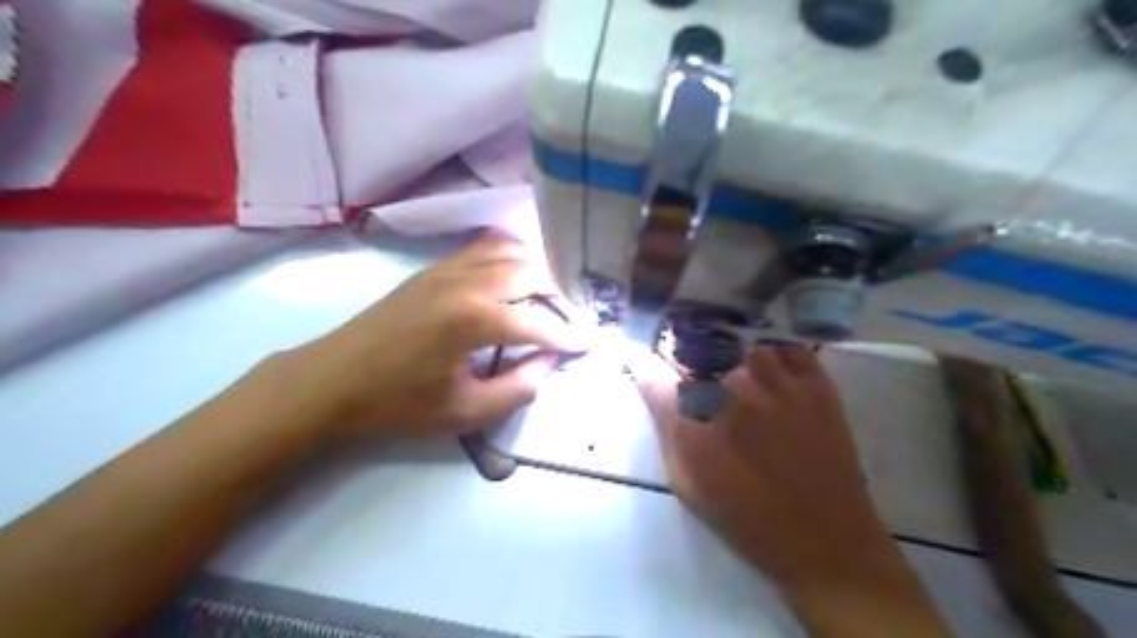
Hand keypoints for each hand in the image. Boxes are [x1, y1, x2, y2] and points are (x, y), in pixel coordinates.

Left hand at [278, 233, 591, 440]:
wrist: (334, 379)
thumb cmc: (399, 402)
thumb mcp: (465, 412)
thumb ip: (518, 388)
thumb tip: (547, 362)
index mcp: (473, 321)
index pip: (538, 322)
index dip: (567, 335)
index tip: (588, 344)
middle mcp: (466, 283)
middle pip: (530, 272)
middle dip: (559, 295)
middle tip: (570, 319)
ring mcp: (448, 268)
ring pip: (509, 251)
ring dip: (536, 270)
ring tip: (548, 297)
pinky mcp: (434, 267)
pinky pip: (484, 247)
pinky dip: (510, 257)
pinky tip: (515, 278)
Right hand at [621, 350, 896, 588]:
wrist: (824, 540)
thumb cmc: (745, 517)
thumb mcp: (687, 482)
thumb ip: (666, 428)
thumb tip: (650, 386)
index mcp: (694, 420)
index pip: (653, 369)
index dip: (642, 360)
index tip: (638, 355)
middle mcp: (732, 389)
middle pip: (695, 349)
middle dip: (684, 359)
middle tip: (698, 381)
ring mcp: (778, 381)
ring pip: (740, 346)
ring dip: (731, 360)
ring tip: (739, 383)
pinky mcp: (816, 383)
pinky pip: (784, 350)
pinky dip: (773, 359)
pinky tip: (773, 381)